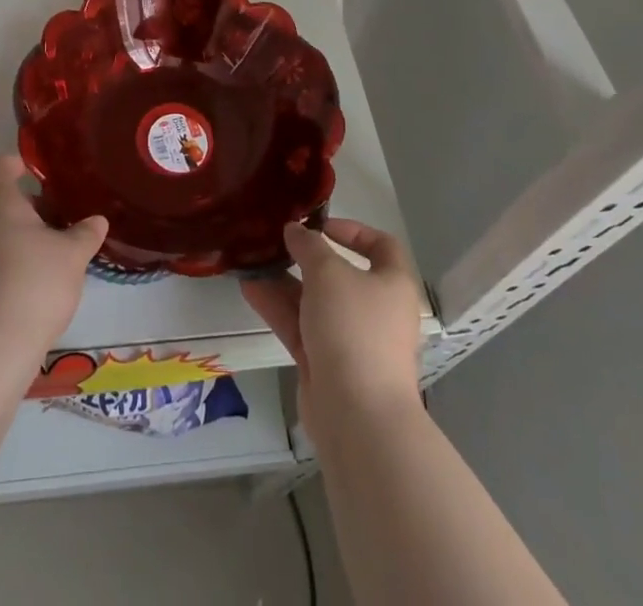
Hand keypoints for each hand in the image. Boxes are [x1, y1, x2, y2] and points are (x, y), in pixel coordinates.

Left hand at [0, 154, 107, 356]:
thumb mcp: (72, 254)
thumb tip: (97, 221)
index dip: (15, 165)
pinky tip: (33, 285)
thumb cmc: (33, 281)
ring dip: (16, 237)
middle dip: (25, 207)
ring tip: (50, 256)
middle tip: (56, 221)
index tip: (38, 176)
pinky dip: (6, 264)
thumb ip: (85, 233)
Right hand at [241, 219, 423, 431]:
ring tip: (253, 262)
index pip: (382, 246)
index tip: (320, 225)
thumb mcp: (328, 273)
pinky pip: (301, 327)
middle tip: (277, 243)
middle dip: (307, 259)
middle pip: (341, 275)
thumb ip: (308, 246)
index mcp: (392, 284)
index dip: (353, 230)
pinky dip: (278, 308)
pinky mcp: (326, 365)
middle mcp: (376, 310)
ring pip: (315, 302)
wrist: (357, 416)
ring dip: (285, 282)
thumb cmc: (354, 329)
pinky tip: (250, 288)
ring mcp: (351, 340)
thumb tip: (295, 230)